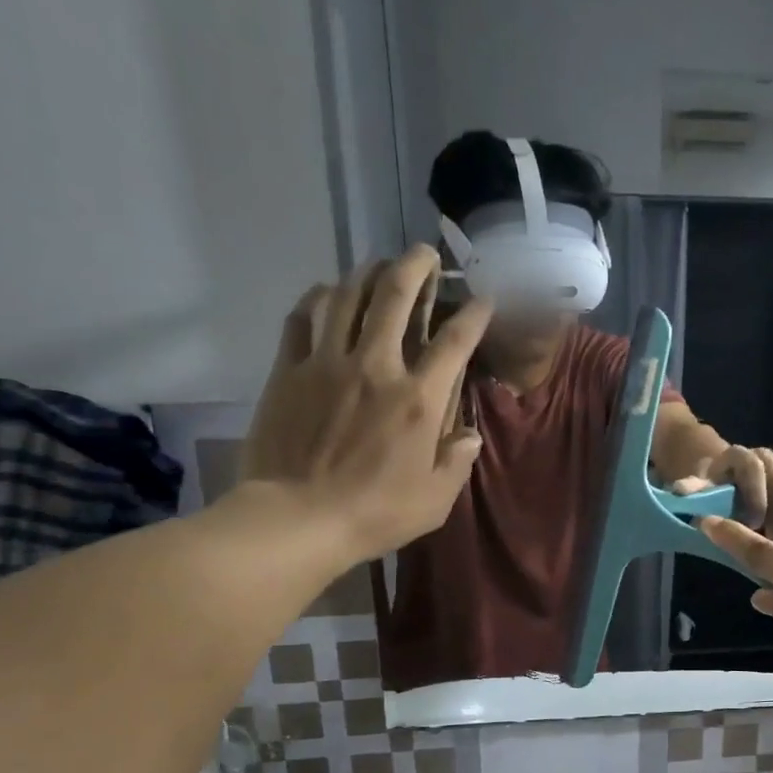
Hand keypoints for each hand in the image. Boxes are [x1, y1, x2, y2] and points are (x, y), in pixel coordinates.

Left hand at [241, 244, 489, 567]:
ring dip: (367, 273)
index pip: (454, 342)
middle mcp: (376, 368)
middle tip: (424, 254)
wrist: (297, 519)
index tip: (483, 298)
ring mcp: (326, 364)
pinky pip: (302, 318)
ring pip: (347, 297)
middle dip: (415, 267)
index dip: (473, 314)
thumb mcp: (435, 501)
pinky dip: (317, 298)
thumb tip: (469, 435)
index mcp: (418, 401)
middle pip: (395, 298)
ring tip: (378, 264)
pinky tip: (326, 292)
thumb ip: (456, 462)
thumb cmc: (375, 514)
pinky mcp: (289, 371)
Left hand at [675, 445, 772, 540]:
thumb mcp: (699, 488)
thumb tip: (678, 491)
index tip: (753, 525)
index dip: (756, 496)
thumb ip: (693, 489)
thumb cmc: (711, 488)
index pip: (752, 467)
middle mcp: (762, 452)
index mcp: (737, 455)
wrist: (725, 478)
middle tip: (770, 536)